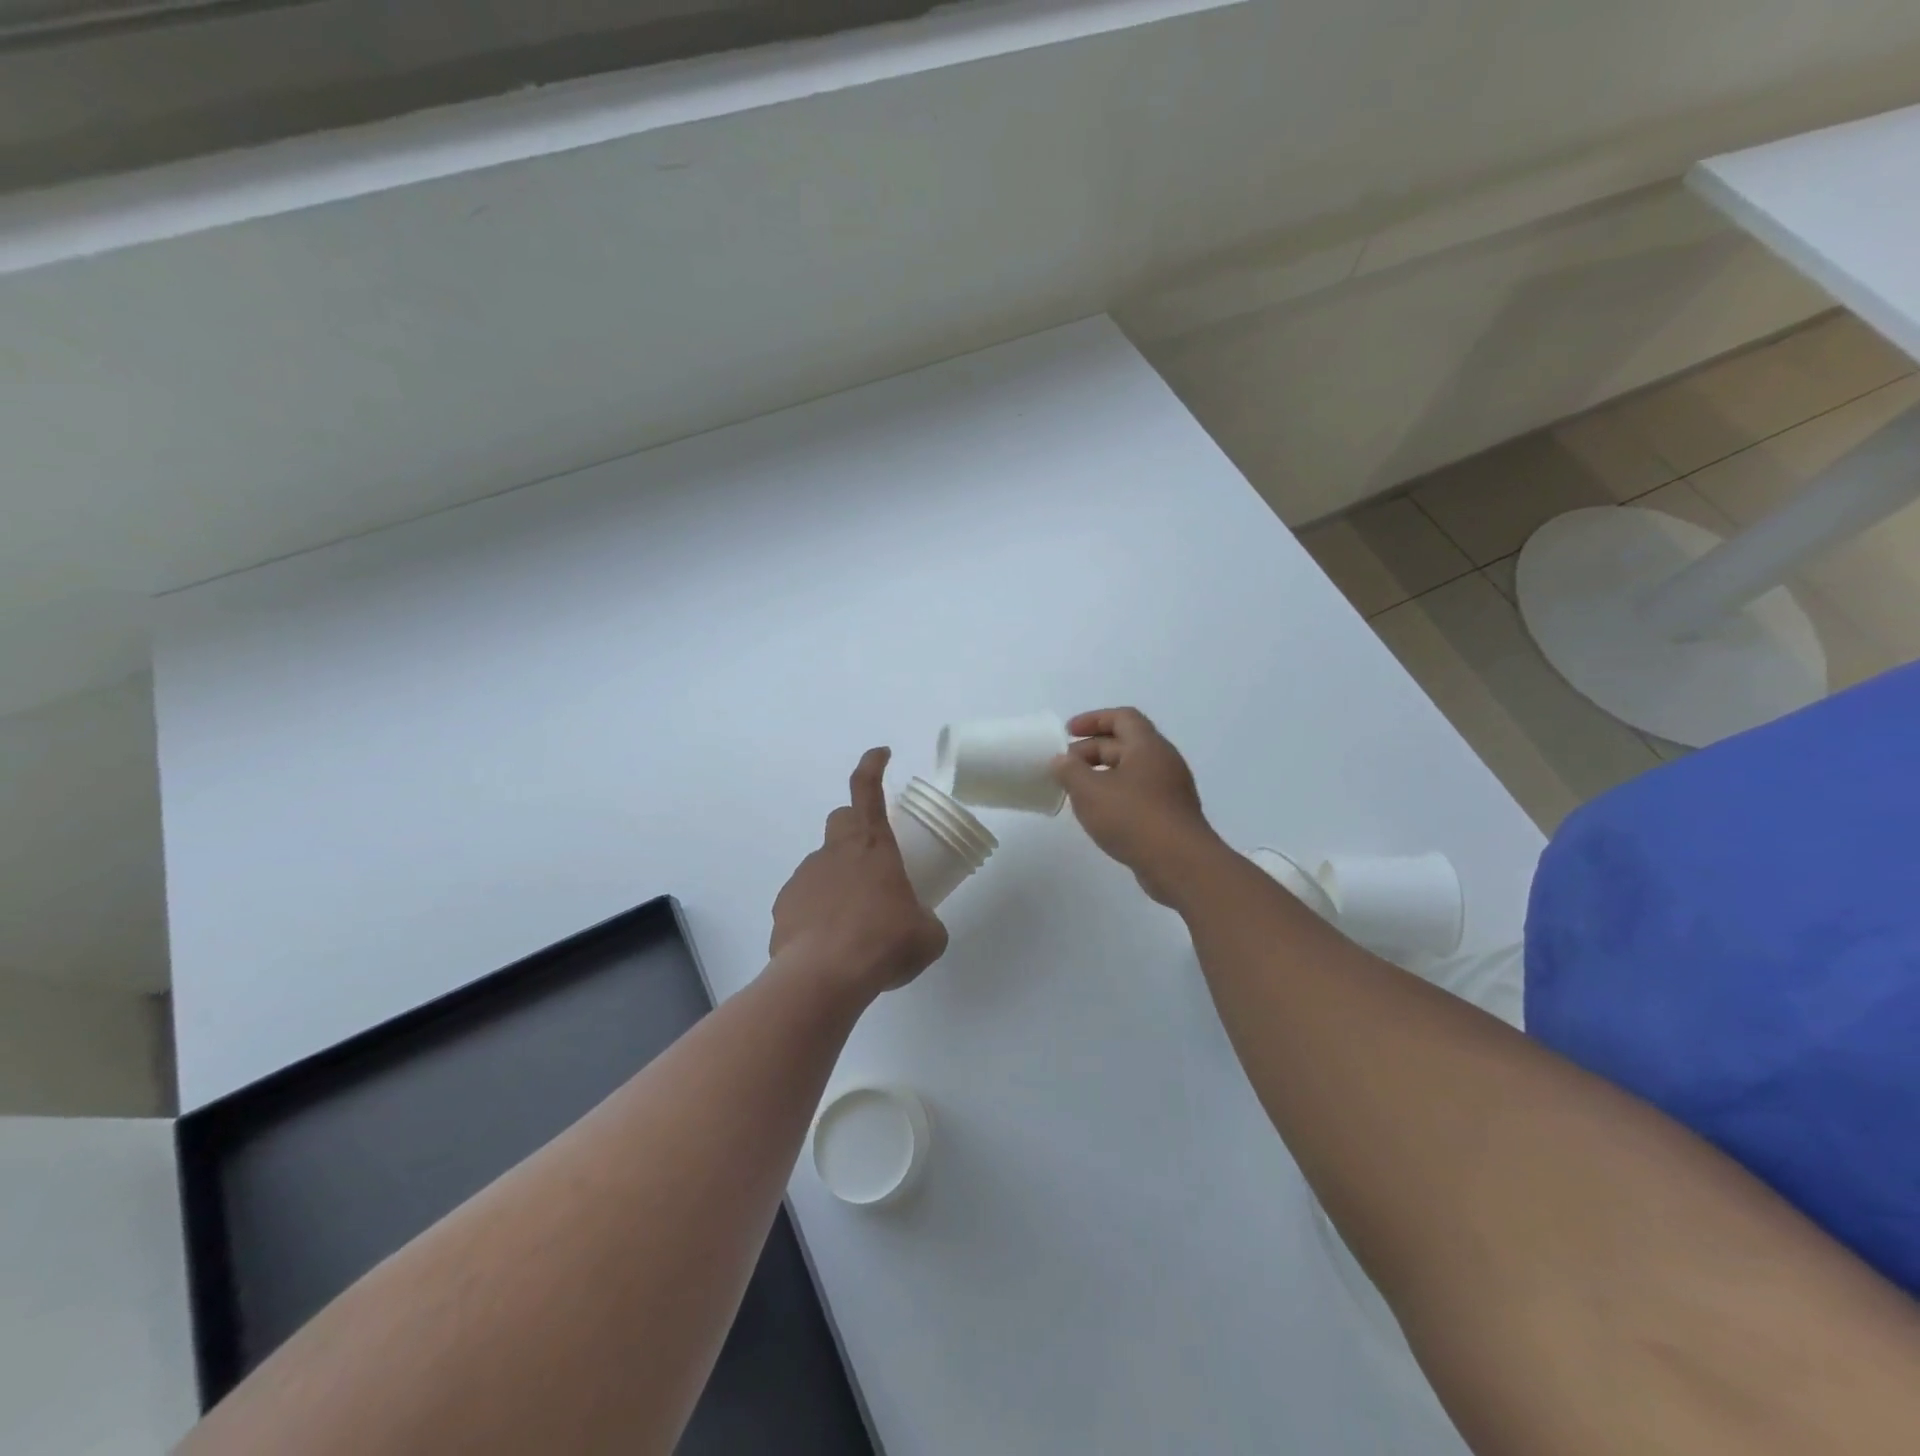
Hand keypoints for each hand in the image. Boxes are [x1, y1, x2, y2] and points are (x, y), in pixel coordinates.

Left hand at [770, 747, 948, 999]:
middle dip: (856, 826)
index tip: (881, 754)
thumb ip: (926, 921)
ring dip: (839, 877)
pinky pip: (804, 898)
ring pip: (823, 863)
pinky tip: (830, 940)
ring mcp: (804, 877)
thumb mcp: (927, 935)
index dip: (873, 765)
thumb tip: (922, 926)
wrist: (823, 977)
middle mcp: (835, 852)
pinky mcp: (784, 907)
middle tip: (874, 857)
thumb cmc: (884, 943)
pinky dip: (818, 909)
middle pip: (841, 820)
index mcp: (873, 845)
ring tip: (855, 918)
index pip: (867, 789)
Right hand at [1052, 708, 1223, 904]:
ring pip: (1131, 771)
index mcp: (1148, 746)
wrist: (1180, 864)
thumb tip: (1062, 760)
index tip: (1067, 733)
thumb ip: (1070, 771)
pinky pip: (1139, 794)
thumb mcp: (1090, 791)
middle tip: (1064, 767)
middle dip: (1091, 750)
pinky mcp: (1170, 815)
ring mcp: (1170, 790)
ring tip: (1076, 791)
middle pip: (1125, 744)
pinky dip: (1115, 795)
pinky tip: (1099, 814)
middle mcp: (1163, 762)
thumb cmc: (1132, 818)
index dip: (1093, 720)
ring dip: (1102, 775)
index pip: (1122, 717)